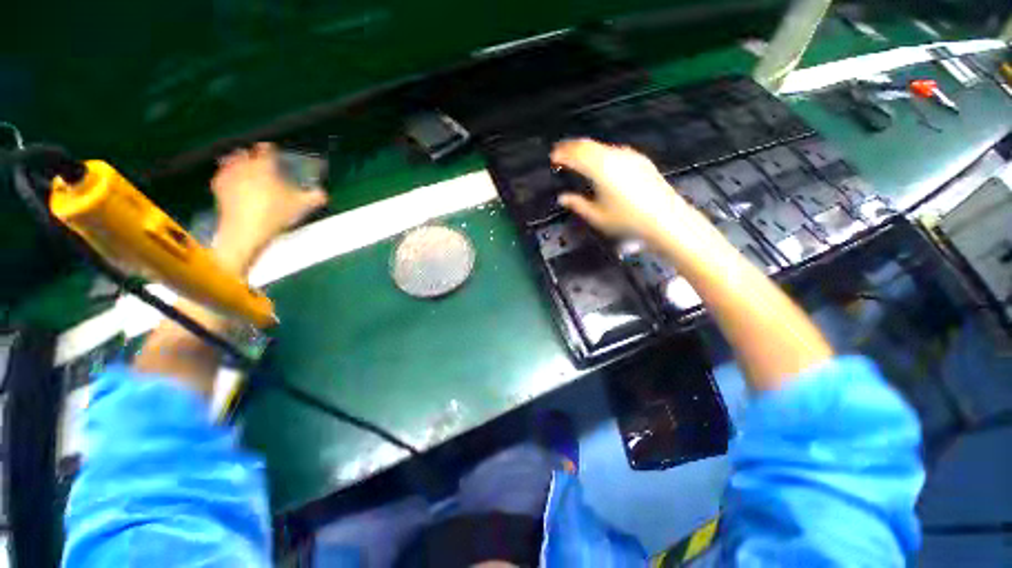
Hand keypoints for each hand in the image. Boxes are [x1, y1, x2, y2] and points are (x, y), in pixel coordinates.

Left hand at [211, 143, 327, 272]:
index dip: (272, 150)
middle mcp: (244, 164)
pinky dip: (228, 176)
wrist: (245, 229)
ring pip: (232, 161)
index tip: (275, 152)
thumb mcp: (301, 206)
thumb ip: (315, 197)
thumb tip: (323, 194)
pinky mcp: (218, 186)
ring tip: (246, 170)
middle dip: (253, 156)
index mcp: (264, 165)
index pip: (267, 149)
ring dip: (239, 163)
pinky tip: (234, 183)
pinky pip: (223, 175)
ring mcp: (229, 174)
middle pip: (247, 153)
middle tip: (260, 162)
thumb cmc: (274, 213)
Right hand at [550, 139, 692, 243]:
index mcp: (600, 169)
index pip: (575, 155)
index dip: (561, 154)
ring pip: (601, 146)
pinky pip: (614, 150)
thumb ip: (577, 204)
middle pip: (587, 145)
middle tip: (560, 151)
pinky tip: (600, 162)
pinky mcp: (639, 160)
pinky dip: (600, 152)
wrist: (665, 219)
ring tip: (576, 156)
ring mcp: (628, 156)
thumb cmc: (627, 220)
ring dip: (586, 149)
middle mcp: (613, 157)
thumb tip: (562, 198)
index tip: (552, 157)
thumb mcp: (597, 216)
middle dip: (571, 146)